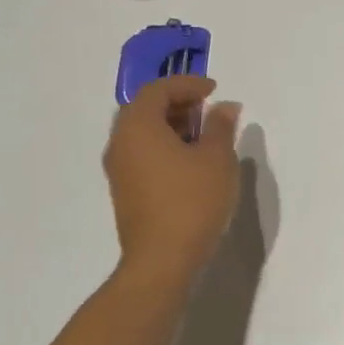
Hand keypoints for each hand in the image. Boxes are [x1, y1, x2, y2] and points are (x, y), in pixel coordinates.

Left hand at [102, 75, 241, 282]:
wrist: (163, 259)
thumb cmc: (193, 200)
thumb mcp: (217, 158)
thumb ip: (220, 126)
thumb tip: (224, 107)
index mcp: (138, 127)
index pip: (157, 90)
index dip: (187, 84)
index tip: (214, 91)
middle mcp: (120, 143)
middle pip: (144, 109)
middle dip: (177, 103)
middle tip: (207, 109)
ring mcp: (119, 169)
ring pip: (141, 132)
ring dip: (171, 125)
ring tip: (204, 135)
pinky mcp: (125, 191)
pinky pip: (142, 153)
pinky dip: (164, 145)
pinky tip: (191, 161)